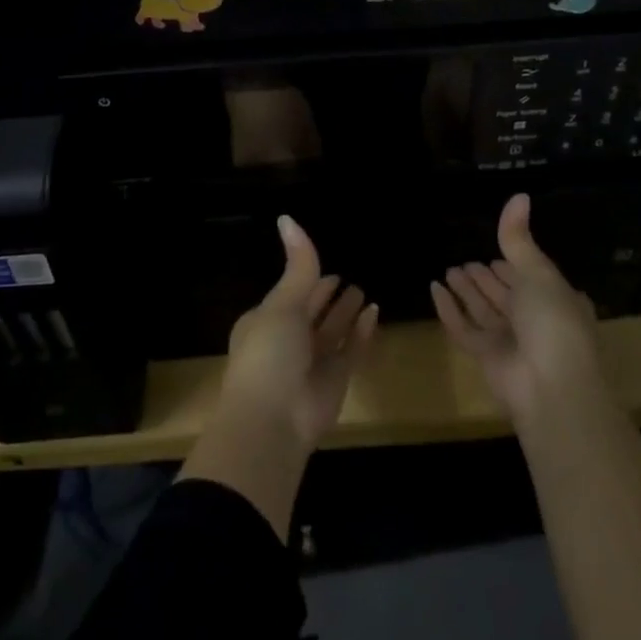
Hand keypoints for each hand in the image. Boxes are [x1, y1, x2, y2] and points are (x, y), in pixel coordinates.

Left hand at [217, 215, 379, 448]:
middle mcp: (288, 341)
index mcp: (265, 322)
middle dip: (327, 296)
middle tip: (349, 276)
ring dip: (346, 313)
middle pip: (313, 313)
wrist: (272, 422)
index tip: (325, 266)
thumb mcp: (282, 304)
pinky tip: (375, 312)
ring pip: (332, 331)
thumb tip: (287, 217)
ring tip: (364, 290)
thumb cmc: (268, 354)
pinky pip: (351, 350)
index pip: (290, 294)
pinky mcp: (335, 381)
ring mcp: (311, 363)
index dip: (306, 280)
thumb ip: (298, 266)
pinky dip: (361, 333)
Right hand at [432, 193, 603, 422]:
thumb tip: (519, 195)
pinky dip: (449, 309)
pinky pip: (463, 328)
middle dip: (486, 279)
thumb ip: (519, 238)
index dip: (514, 266)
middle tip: (465, 262)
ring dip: (466, 291)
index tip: (495, 253)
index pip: (531, 278)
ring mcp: (510, 342)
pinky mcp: (486, 358)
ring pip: (483, 310)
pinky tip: (435, 288)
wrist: (552, 387)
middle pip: (504, 295)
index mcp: (555, 301)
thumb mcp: (538, 272)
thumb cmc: (553, 321)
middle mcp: (533, 321)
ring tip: (448, 269)